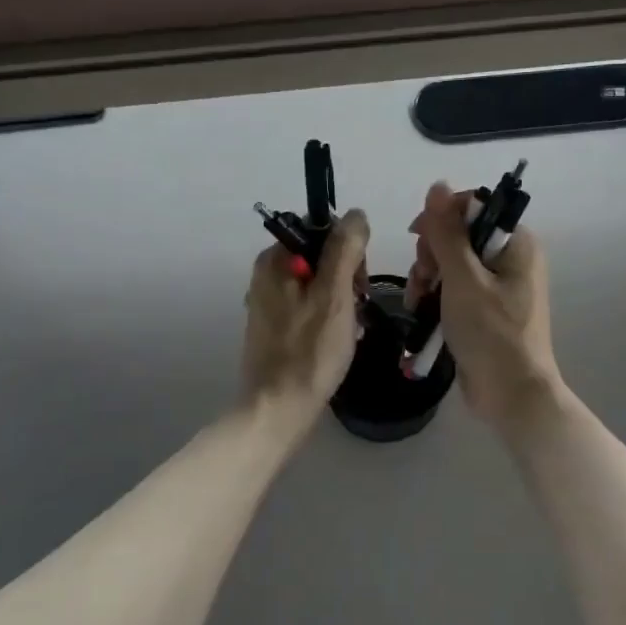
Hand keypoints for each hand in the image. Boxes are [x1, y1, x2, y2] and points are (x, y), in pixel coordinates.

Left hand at [241, 209, 369, 418]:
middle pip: (321, 256)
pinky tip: (337, 340)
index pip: (322, 230)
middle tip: (356, 310)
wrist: (277, 410)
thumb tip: (356, 214)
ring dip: (341, 301)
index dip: (348, 250)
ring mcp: (268, 301)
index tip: (359, 282)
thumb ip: (345, 249)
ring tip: (349, 330)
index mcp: (274, 259)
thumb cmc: (309, 351)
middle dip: (346, 278)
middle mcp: (266, 274)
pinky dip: (328, 317)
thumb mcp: (335, 294)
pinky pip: (310, 306)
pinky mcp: (275, 326)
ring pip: (319, 284)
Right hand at [407, 183, 562, 427]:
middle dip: (431, 255)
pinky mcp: (485, 310)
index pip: (473, 208)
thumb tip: (437, 185)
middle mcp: (510, 259)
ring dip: (427, 278)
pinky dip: (435, 298)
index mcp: (516, 243)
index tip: (418, 238)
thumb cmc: (491, 333)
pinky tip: (420, 313)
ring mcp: (498, 286)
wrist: (512, 395)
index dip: (441, 217)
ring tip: (416, 303)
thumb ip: (446, 232)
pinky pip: (454, 290)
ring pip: (450, 264)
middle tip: (423, 279)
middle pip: (458, 236)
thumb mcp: (463, 278)